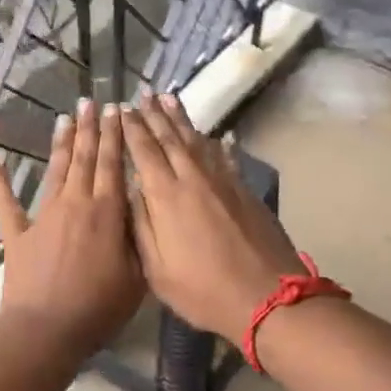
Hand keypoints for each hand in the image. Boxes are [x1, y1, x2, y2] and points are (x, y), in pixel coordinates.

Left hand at [0, 100, 143, 359]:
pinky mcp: (17, 232)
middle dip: (91, 129)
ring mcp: (43, 216)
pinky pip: (4, 199)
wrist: (47, 331)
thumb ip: (139, 237)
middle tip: (92, 102)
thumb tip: (141, 208)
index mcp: (107, 212)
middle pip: (85, 158)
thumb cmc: (98, 309)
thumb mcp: (137, 275)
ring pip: (55, 170)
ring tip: (65, 117)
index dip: (116, 136)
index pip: (114, 164)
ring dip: (61, 143)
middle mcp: (75, 204)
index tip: (118, 110)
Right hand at [122, 90, 306, 343]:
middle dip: (154, 114)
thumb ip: (142, 226)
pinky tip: (215, 136)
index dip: (132, 129)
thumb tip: (132, 191)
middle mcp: (194, 179)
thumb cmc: (203, 290)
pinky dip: (216, 144)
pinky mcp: (245, 191)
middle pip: (170, 138)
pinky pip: (225, 158)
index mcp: (166, 197)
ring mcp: (223, 183)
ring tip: (170, 99)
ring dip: (182, 119)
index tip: (122, 109)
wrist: (267, 298)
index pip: (144, 152)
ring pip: (198, 141)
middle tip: (144, 93)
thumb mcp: (157, 269)